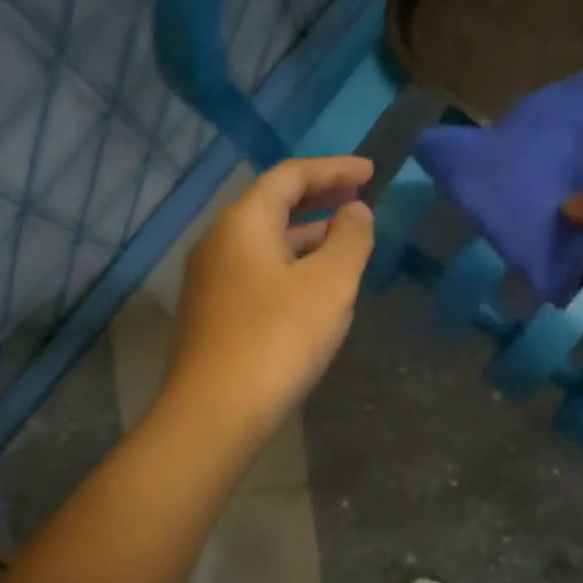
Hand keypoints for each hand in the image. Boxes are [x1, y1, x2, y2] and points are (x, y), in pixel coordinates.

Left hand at [165, 156, 375, 437]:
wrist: (215, 413)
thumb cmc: (278, 339)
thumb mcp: (330, 284)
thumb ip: (350, 239)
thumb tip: (356, 211)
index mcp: (243, 223)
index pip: (290, 176)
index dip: (333, 169)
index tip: (371, 171)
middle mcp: (219, 242)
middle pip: (272, 204)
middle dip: (319, 197)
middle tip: (359, 197)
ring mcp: (210, 280)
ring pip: (265, 241)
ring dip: (306, 234)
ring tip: (345, 239)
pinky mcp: (213, 314)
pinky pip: (258, 271)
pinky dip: (291, 263)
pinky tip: (314, 286)